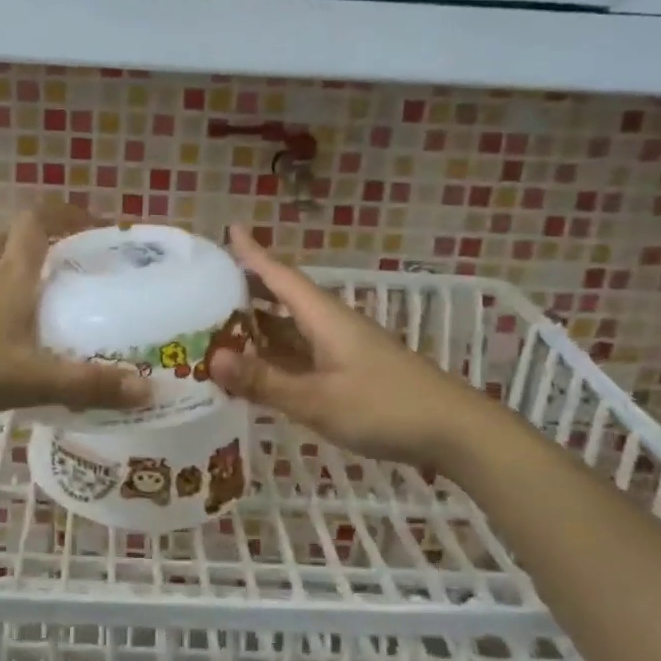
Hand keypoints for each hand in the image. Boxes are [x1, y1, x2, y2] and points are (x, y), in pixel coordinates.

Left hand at [0, 205, 152, 425]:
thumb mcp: (30, 378)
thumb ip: (87, 384)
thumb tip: (148, 388)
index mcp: (11, 276)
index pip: (36, 220)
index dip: (66, 212)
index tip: (95, 225)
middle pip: (13, 239)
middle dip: (44, 240)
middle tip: (74, 264)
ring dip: (21, 274)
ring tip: (51, 304)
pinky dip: (0, 306)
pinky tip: (12, 342)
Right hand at [209, 225, 488, 468]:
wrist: (453, 431)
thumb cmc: (384, 407)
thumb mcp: (317, 399)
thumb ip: (265, 381)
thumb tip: (212, 358)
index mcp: (324, 317)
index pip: (280, 276)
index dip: (254, 253)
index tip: (230, 229)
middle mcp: (330, 325)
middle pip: (283, 298)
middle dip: (248, 288)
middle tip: (207, 285)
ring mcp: (342, 350)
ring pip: (292, 329)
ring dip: (259, 326)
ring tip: (219, 325)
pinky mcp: (350, 373)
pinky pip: (302, 355)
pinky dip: (276, 356)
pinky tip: (258, 369)